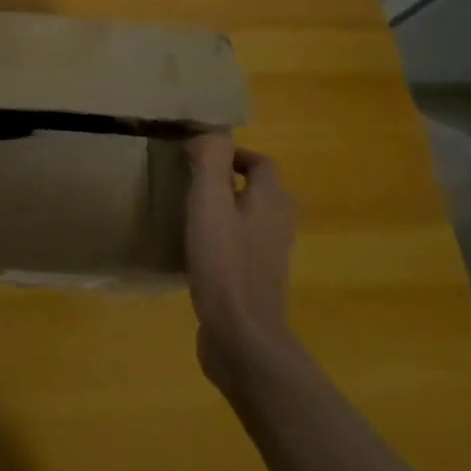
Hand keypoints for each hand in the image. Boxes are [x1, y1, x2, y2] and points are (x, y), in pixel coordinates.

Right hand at [185, 136, 300, 391]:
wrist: (242, 336)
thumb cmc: (224, 263)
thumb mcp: (209, 204)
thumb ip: (209, 164)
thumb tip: (208, 134)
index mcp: (271, 201)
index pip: (261, 163)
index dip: (233, 154)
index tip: (198, 156)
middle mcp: (278, 225)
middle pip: (261, 191)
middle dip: (232, 180)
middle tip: (193, 181)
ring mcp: (270, 256)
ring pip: (252, 219)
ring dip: (229, 209)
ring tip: (193, 211)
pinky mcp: (257, 281)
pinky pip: (243, 246)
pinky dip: (225, 238)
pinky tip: (198, 249)